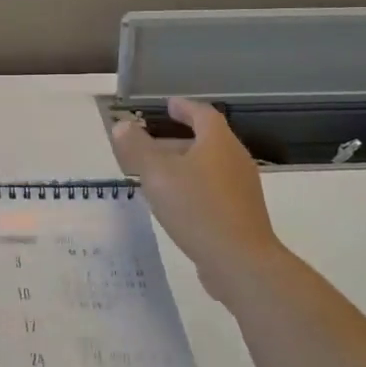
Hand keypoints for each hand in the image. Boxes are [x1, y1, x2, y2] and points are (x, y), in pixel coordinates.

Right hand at [112, 97, 284, 300]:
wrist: (240, 261)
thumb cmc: (197, 209)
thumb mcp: (157, 175)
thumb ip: (137, 148)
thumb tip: (122, 125)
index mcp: (218, 142)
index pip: (202, 114)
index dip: (184, 108)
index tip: (168, 105)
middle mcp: (236, 160)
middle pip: (207, 141)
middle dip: (178, 140)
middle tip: (151, 146)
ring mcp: (243, 188)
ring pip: (210, 167)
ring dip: (185, 166)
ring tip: (158, 176)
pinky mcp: (242, 214)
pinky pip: (214, 190)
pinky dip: (194, 187)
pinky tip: (177, 205)